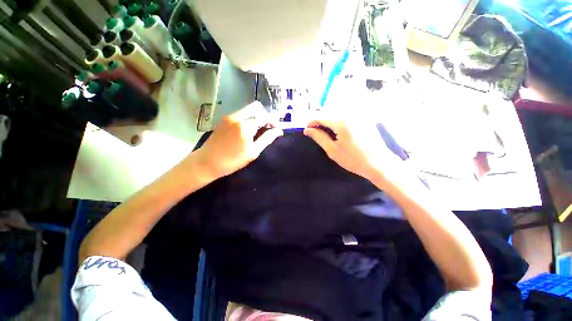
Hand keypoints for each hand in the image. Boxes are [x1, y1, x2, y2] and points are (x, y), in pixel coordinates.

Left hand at [194, 101, 282, 178]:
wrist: (207, 162)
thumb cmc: (233, 160)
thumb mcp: (253, 152)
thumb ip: (267, 139)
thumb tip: (279, 130)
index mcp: (245, 126)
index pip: (264, 116)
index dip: (273, 120)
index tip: (277, 127)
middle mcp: (237, 117)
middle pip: (256, 107)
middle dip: (265, 115)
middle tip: (268, 127)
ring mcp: (229, 117)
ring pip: (248, 110)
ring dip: (256, 117)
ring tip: (259, 130)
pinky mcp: (224, 119)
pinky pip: (240, 114)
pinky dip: (248, 119)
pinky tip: (248, 130)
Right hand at [304, 112, 400, 180]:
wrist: (379, 163)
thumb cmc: (353, 159)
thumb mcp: (332, 150)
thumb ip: (319, 137)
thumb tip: (307, 130)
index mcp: (341, 121)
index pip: (320, 115)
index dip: (311, 121)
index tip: (307, 130)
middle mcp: (349, 113)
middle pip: (328, 109)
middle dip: (318, 117)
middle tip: (313, 129)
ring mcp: (357, 113)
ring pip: (336, 109)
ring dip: (326, 116)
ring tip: (322, 128)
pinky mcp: (362, 116)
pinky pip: (345, 112)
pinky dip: (336, 117)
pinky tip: (334, 126)